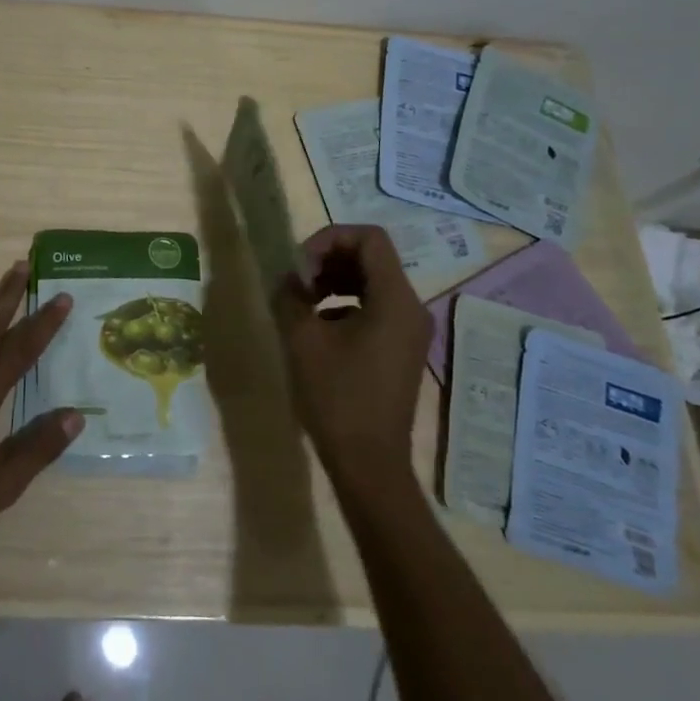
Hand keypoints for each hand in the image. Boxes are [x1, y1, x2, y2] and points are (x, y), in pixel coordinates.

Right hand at [271, 225, 432, 488]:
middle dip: (329, 259)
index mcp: (395, 299)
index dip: (329, 239)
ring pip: (372, 282)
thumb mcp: (302, 339)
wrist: (369, 462)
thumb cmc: (337, 397)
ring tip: (302, 302)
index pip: (369, 238)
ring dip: (334, 281)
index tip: (300, 266)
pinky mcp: (401, 348)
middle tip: (297, 282)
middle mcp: (411, 307)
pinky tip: (317, 327)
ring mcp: (410, 330)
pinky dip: (344, 304)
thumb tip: (288, 279)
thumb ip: (290, 295)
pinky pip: (374, 307)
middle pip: (371, 257)